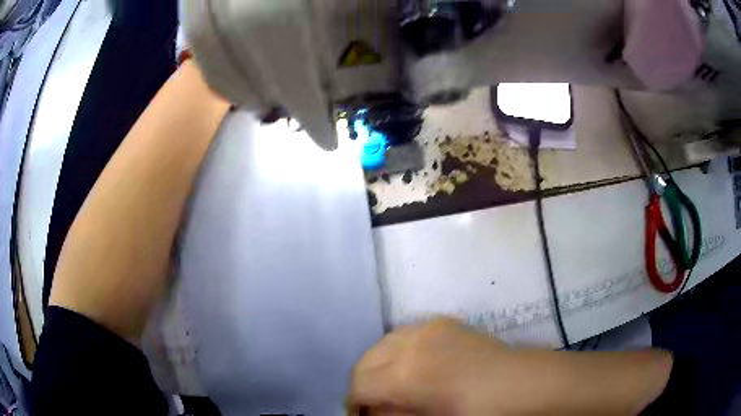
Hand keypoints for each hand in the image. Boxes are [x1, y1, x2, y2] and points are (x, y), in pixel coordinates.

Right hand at [348, 318, 671, 415]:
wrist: (539, 386)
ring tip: (395, 391)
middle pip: (368, 360)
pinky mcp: (450, 324)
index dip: (356, 405)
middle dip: (365, 385)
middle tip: (378, 409)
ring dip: (381, 368)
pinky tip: (416, 371)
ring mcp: (435, 327)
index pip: (360, 383)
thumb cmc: (491, 415)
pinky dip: (400, 354)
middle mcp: (417, 340)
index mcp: (411, 371)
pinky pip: (408, 335)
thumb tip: (374, 415)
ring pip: (386, 344)